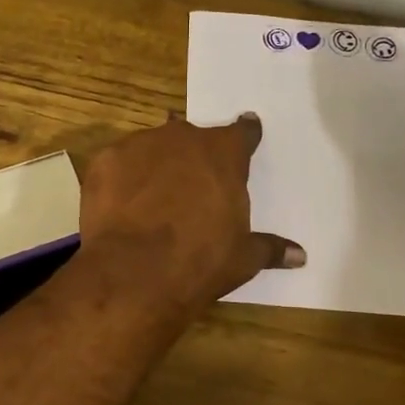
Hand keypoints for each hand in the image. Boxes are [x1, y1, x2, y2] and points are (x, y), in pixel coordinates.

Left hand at [80, 114, 304, 315]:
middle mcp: (182, 138)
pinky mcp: (104, 161)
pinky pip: (118, 164)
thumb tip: (300, 255)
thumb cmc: (199, 261)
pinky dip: (122, 179)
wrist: (134, 272)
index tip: (247, 132)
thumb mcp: (242, 258)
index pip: (241, 132)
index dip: (245, 135)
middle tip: (191, 182)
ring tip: (152, 196)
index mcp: (223, 154)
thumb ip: (269, 248)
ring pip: (152, 147)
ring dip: (155, 164)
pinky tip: (121, 204)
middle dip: (193, 155)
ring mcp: (139, 145)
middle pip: (192, 137)